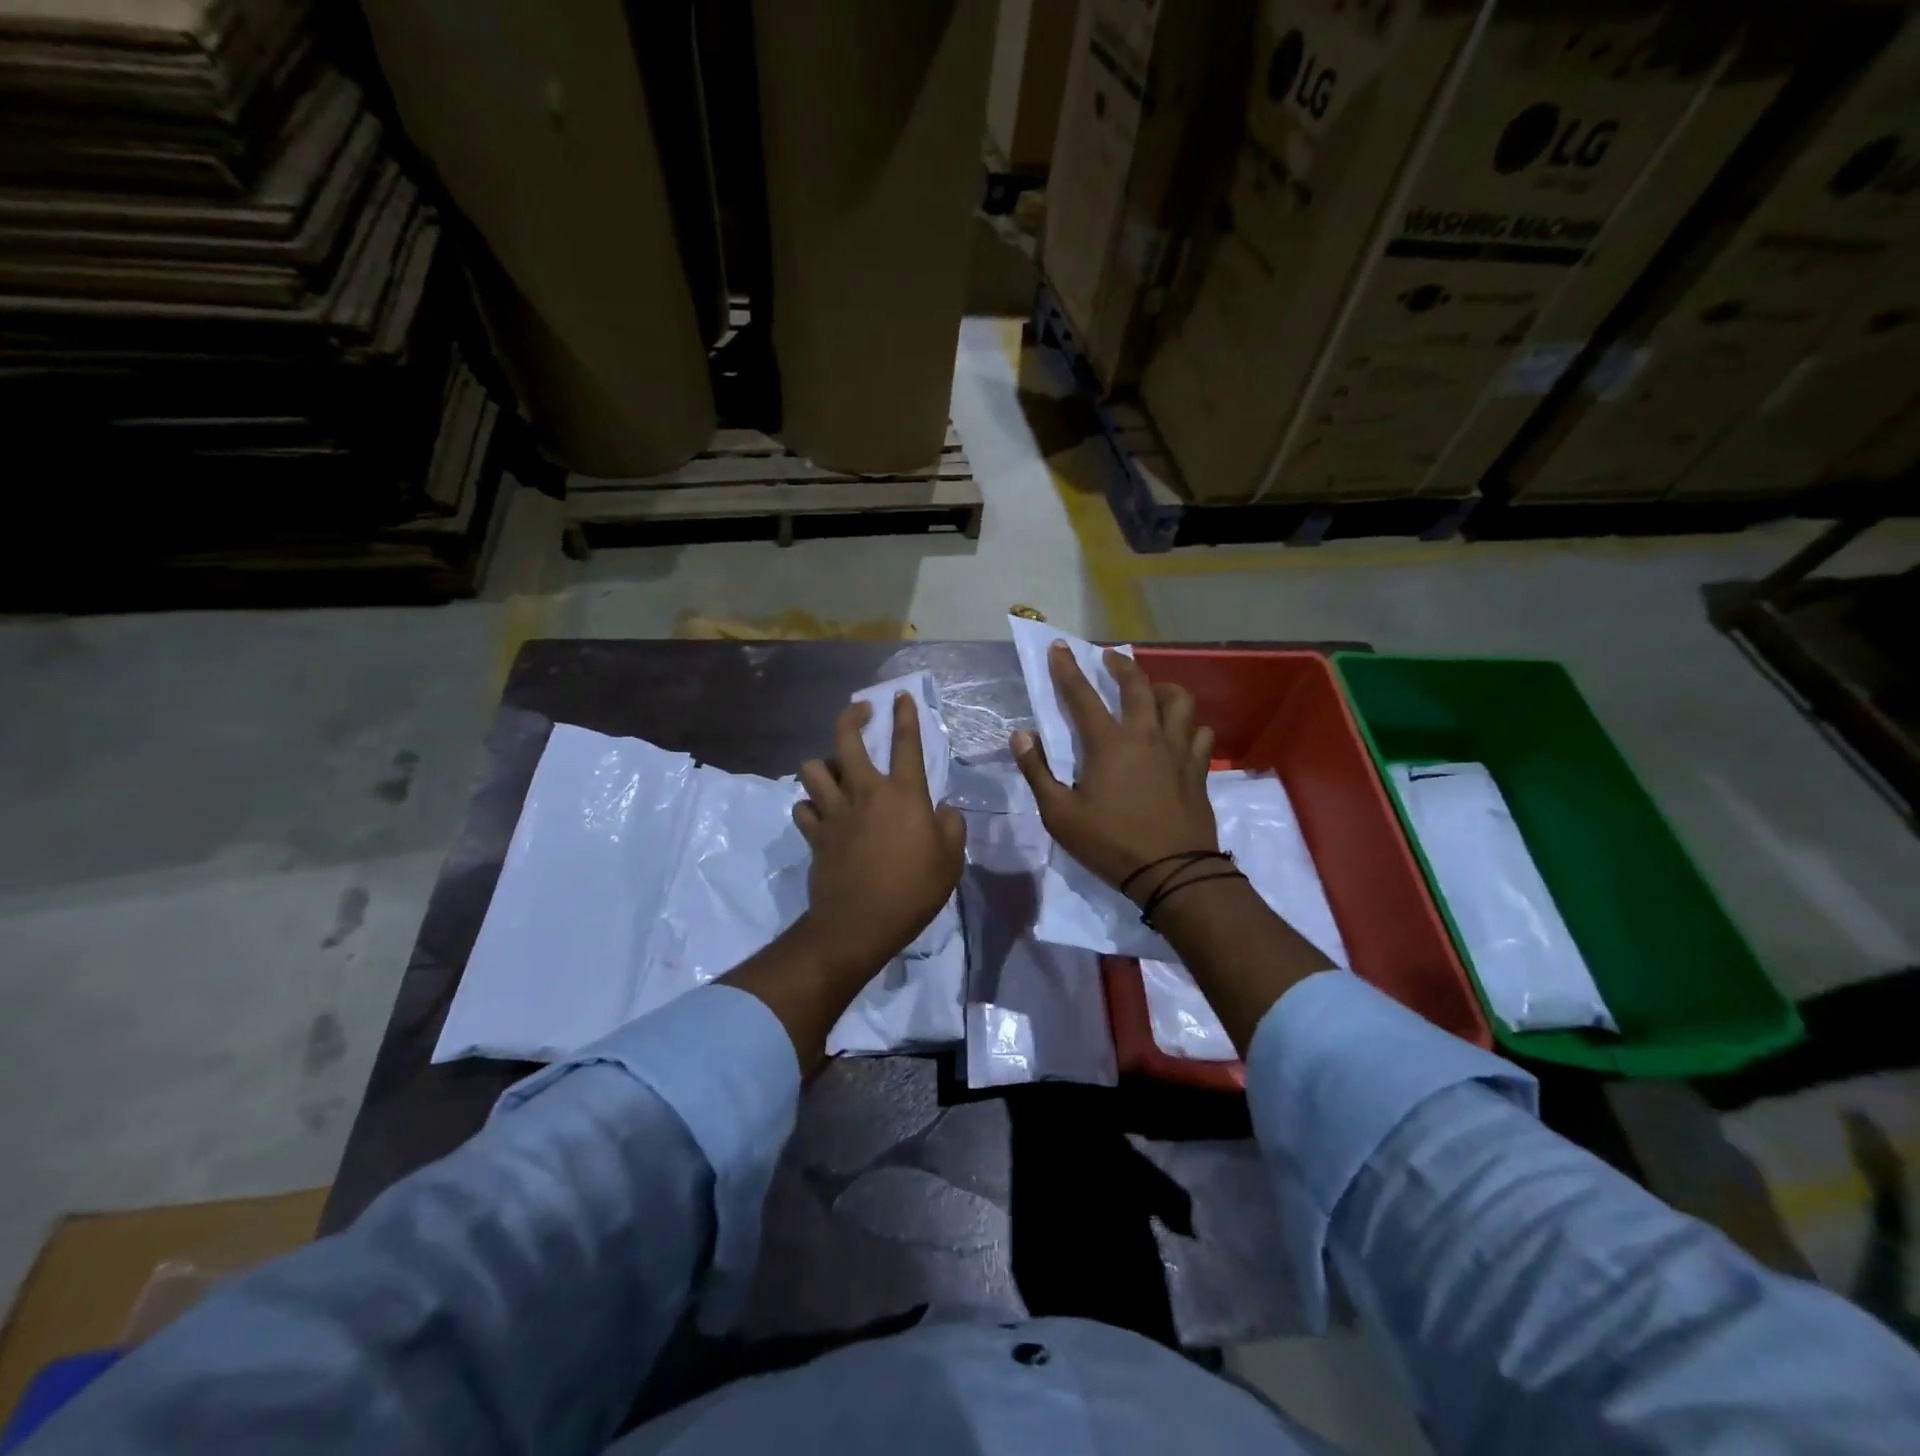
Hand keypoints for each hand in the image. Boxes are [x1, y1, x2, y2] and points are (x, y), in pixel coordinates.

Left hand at [791, 693, 965, 975]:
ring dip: (822, 764)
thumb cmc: (913, 890)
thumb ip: (951, 826)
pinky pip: (803, 809)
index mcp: (903, 794)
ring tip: (834, 770)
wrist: (860, 924)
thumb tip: (943, 809)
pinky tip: (819, 812)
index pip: (906, 743)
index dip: (905, 716)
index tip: (900, 696)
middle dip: (851, 716)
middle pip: (846, 740)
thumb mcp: (951, 860)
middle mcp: (865, 792)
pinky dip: (809, 806)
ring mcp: (835, 812)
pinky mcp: (815, 835)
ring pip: (813, 769)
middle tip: (861, 711)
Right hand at [1013, 642, 1216, 902]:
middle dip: (1121, 666)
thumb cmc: (1110, 844)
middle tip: (1110, 659)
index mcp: (1109, 743)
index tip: (1060, 647)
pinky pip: (1199, 732)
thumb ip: (1037, 771)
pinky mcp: (1198, 768)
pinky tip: (1180, 732)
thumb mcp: (1060, 815)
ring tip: (1152, 691)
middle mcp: (1146, 735)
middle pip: (1137, 686)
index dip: (1067, 669)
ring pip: (1179, 701)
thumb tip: (1020, 735)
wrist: (1173, 873)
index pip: (1082, 695)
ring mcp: (1177, 750)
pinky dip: (1189, 724)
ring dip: (1162, 688)